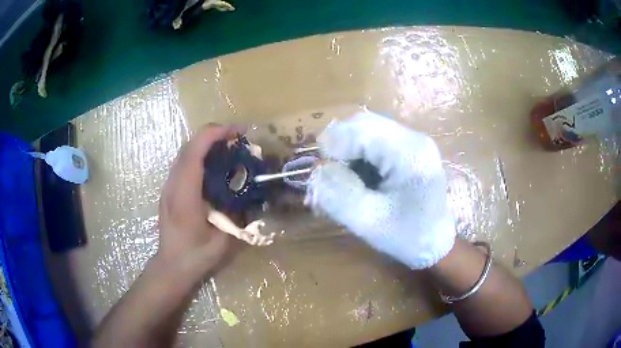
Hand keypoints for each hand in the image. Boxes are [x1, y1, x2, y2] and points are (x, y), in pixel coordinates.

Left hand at [158, 125, 237, 273]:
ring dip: (206, 143)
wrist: (171, 265)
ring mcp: (168, 186)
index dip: (215, 134)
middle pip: (188, 146)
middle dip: (213, 134)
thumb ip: (238, 216)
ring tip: (227, 147)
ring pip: (184, 152)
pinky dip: (199, 154)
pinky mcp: (169, 190)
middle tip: (237, 137)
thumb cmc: (196, 256)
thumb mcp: (223, 240)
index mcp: (185, 196)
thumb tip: (253, 196)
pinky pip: (183, 162)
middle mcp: (173, 185)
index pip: (194, 153)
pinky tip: (213, 165)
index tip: (237, 132)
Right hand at [305, 111, 455, 268]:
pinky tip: (362, 177)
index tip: (322, 176)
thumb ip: (338, 194)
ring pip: (367, 129)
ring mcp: (413, 140)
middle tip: (331, 176)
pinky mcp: (410, 148)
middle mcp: (413, 137)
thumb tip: (318, 170)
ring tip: (346, 179)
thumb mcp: (368, 221)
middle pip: (362, 124)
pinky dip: (360, 154)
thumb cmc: (407, 237)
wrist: (437, 243)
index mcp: (408, 153)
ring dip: (349, 150)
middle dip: (340, 147)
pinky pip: (376, 139)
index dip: (333, 149)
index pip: (358, 131)